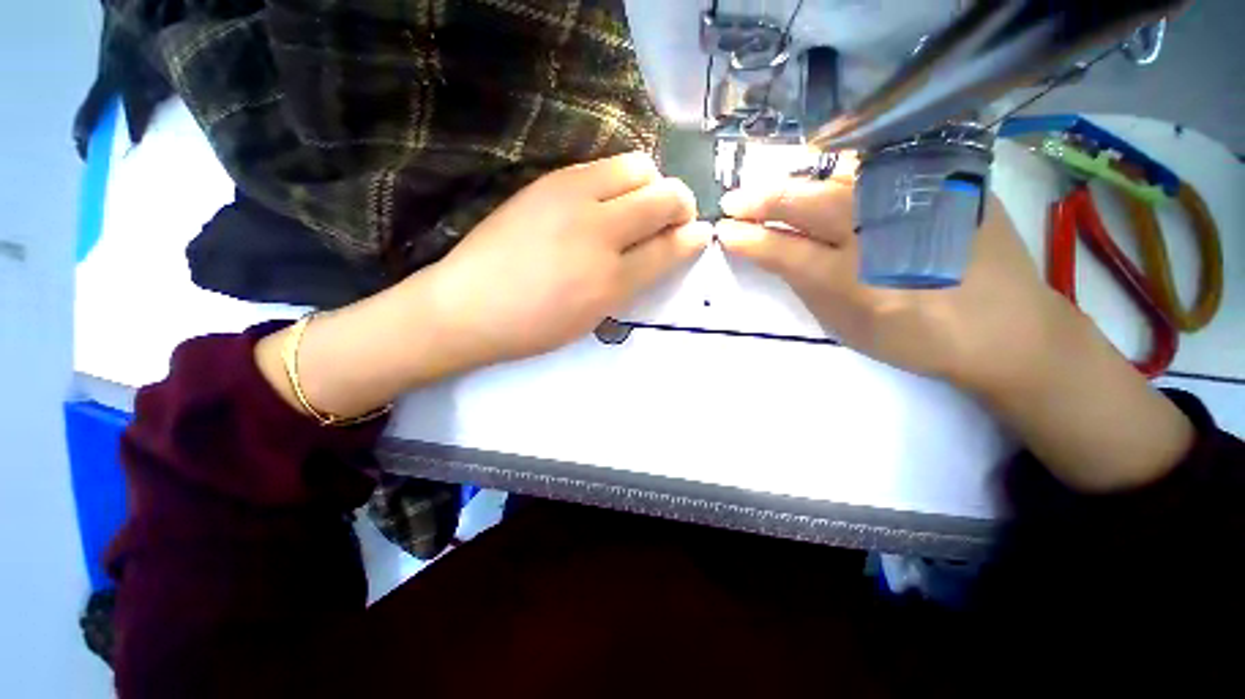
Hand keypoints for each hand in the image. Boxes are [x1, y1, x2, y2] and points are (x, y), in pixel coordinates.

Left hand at [422, 151, 709, 367]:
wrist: (468, 306)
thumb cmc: (535, 324)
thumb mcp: (596, 314)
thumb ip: (637, 278)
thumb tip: (672, 247)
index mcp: (610, 279)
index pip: (670, 246)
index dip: (691, 238)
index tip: (697, 236)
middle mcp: (597, 230)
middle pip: (662, 194)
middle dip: (678, 204)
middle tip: (669, 222)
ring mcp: (570, 196)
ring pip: (636, 167)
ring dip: (650, 185)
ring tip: (637, 209)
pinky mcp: (548, 180)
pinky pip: (602, 165)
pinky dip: (618, 179)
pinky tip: (605, 202)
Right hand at [716, 177, 1192, 491]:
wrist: (1006, 328)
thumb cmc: (915, 338)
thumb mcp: (844, 324)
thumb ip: (804, 283)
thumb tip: (771, 250)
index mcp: (854, 281)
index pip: (782, 249)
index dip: (747, 238)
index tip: (724, 229)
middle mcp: (883, 232)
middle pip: (806, 202)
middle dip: (760, 200)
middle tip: (733, 201)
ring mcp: (919, 197)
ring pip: (839, 174)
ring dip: (796, 180)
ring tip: (771, 188)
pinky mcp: (949, 181)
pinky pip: (880, 166)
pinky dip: (842, 171)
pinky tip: (826, 178)